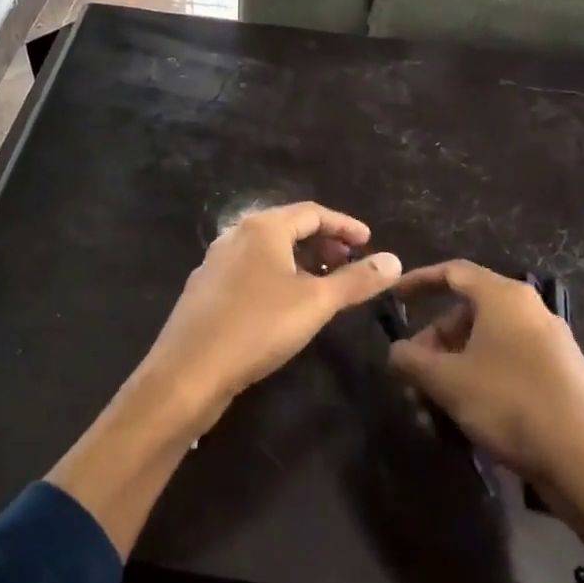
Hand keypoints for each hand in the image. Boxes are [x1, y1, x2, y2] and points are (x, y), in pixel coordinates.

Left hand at [131, 202, 402, 435]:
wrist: (189, 370)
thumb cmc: (258, 326)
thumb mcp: (316, 303)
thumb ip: (356, 280)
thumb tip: (394, 260)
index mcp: (261, 228)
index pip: (311, 212)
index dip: (344, 225)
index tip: (368, 241)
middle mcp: (235, 236)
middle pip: (286, 228)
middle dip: (322, 242)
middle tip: (349, 262)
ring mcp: (215, 263)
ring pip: (266, 252)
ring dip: (299, 261)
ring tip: (323, 284)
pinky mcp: (205, 290)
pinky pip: (249, 271)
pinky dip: (275, 277)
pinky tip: (284, 304)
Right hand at [387, 260, 583, 561]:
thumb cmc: (510, 404)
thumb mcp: (446, 381)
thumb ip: (411, 360)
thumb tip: (397, 352)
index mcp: (504, 298)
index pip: (453, 272)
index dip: (418, 281)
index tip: (394, 298)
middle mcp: (529, 312)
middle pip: (466, 316)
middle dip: (432, 346)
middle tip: (413, 378)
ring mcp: (549, 345)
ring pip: (484, 348)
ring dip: (451, 374)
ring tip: (432, 413)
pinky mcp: (560, 377)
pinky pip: (506, 368)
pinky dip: (478, 385)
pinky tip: (465, 424)